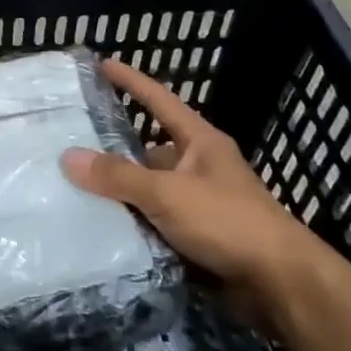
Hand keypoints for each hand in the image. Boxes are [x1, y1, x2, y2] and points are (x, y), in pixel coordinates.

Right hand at [63, 58, 329, 324]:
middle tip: (72, 141)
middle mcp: (200, 167)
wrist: (283, 286)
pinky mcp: (200, 238)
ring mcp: (201, 204)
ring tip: (75, 187)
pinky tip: (102, 227)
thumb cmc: (228, 222)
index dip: (131, 81)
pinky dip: (134, 224)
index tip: (103, 64)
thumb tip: (68, 157)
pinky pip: (156, 222)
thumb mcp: (167, 193)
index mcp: (200, 142)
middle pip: (149, 149)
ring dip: (122, 192)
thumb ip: (118, 176)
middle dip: (115, 148)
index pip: (159, 100)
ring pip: (151, 189)